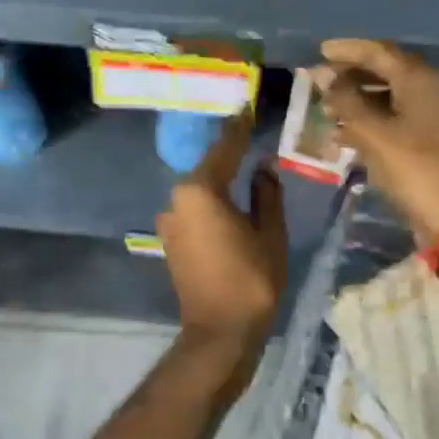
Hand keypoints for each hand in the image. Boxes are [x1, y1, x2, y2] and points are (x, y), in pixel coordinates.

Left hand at [157, 110, 286, 377]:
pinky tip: (229, 199)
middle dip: (228, 151)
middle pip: (207, 167)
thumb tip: (263, 166)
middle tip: (249, 131)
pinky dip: (211, 200)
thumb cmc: (251, 279)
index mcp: (200, 191)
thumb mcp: (269, 232)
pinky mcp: (171, 241)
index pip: (224, 148)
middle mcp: (176, 199)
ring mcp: (170, 221)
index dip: (238, 127)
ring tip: (243, 164)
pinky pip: (194, 209)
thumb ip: (266, 193)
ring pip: (199, 189)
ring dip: (219, 177)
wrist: (219, 332)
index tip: (246, 106)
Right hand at [311, 38, 438, 240]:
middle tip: (319, 81)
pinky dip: (368, 121)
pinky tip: (342, 135)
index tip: (318, 51)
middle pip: (384, 71)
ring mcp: (430, 116)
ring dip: (356, 100)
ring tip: (326, 109)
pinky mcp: (427, 140)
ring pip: (387, 96)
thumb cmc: (414, 168)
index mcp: (419, 79)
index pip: (378, 52)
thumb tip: (325, 78)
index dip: (347, 50)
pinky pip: (393, 119)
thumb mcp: (373, 133)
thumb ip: (346, 101)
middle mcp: (428, 90)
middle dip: (350, 75)